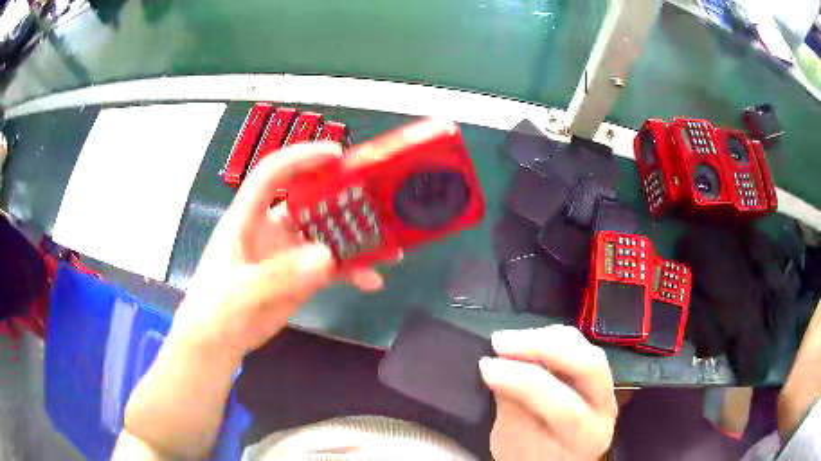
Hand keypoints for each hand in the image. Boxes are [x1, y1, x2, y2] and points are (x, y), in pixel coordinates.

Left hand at [172, 142, 386, 356]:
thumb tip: (326, 258)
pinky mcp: (301, 275)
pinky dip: (354, 270)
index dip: (301, 158)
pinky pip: (334, 266)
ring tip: (389, 248)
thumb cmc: (216, 308)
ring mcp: (289, 252)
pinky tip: (371, 280)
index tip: (337, 155)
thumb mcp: (240, 291)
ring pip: (328, 234)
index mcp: (248, 218)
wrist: (219, 341)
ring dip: (357, 239)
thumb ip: (279, 276)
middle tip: (380, 200)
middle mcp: (272, 227)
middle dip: (344, 198)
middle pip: (311, 200)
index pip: (273, 174)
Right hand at [479, 326, 617, 460]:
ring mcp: (606, 387)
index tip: (486, 366)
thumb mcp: (512, 443)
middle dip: (542, 347)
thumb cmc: (529, 459)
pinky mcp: (597, 374)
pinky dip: (550, 338)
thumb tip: (498, 366)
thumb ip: (511, 407)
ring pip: (585, 348)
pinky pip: (579, 346)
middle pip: (588, 366)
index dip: (522, 381)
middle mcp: (606, 408)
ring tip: (507, 340)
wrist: (551, 460)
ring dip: (545, 338)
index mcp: (587, 437)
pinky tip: (526, 341)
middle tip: (500, 342)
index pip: (562, 406)